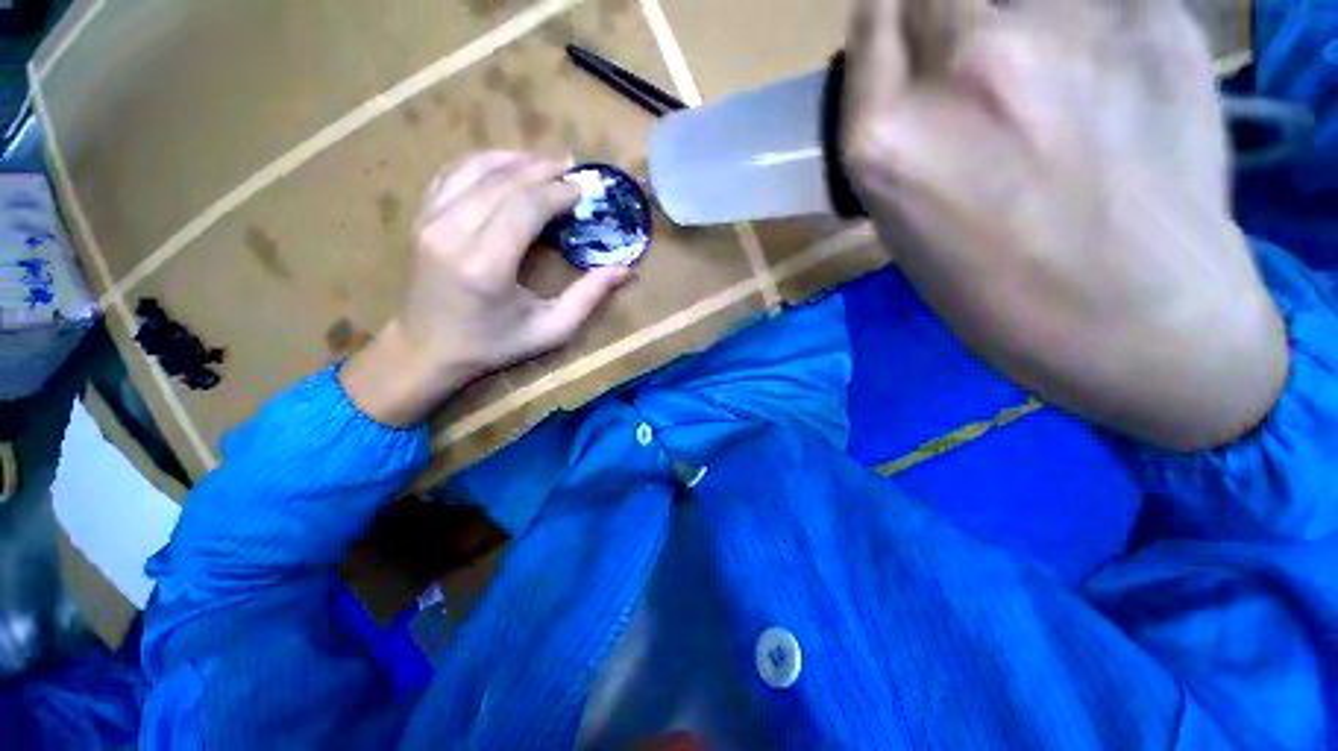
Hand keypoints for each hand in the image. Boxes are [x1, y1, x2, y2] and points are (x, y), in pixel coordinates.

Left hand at [342, 152, 629, 424]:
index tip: (583, 189)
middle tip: (572, 167)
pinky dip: (485, 163)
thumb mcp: (550, 331)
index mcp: (486, 265)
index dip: (557, 192)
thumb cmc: (493, 345)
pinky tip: (508, 167)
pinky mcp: (420, 216)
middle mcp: (452, 232)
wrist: (426, 350)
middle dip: (542, 168)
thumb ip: (588, 298)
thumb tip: (624, 270)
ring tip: (545, 163)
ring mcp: (429, 219)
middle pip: (502, 180)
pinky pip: (453, 172)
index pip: (525, 207)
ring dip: (515, 159)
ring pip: (475, 167)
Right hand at [843, 0, 1287, 449]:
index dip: (889, 17)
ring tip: (1050, 82)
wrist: (1140, 326)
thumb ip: (906, 136)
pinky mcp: (1153, 20)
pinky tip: (1106, 85)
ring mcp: (1065, 30)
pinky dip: (1089, 28)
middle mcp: (965, 64)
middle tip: (969, 51)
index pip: (873, 13)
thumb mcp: (908, 225)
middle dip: (940, 8)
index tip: (902, 32)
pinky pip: (1095, 2)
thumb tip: (916, 78)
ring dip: (1019, 23)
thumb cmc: (999, 297)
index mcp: (886, 138)